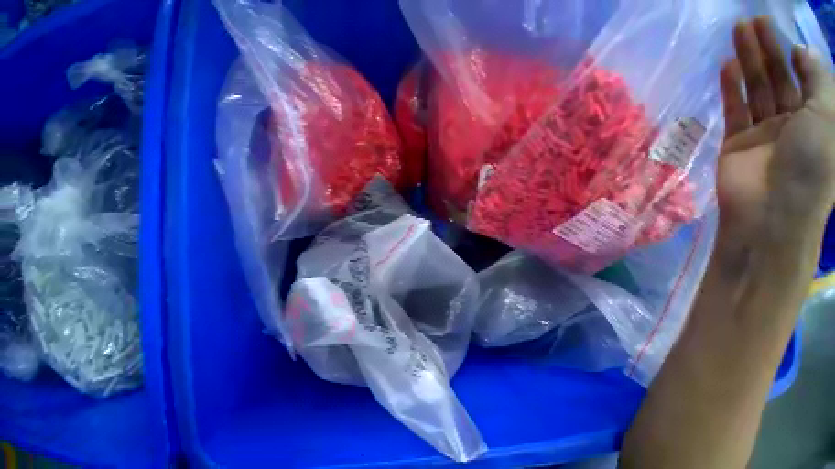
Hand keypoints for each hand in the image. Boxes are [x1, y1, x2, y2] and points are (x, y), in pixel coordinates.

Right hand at [718, 17, 834, 243]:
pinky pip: (735, 110)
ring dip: (748, 62)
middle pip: (778, 78)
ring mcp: (762, 131)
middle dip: (766, 49)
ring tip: (737, 35)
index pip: (806, 77)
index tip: (781, 31)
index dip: (794, 53)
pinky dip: (731, 89)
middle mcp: (792, 121)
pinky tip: (728, 67)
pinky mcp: (735, 141)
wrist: (770, 210)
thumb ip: (819, 82)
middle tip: (751, 22)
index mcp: (817, 117)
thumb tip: (804, 51)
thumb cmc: (810, 165)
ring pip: (755, 89)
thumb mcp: (827, 117)